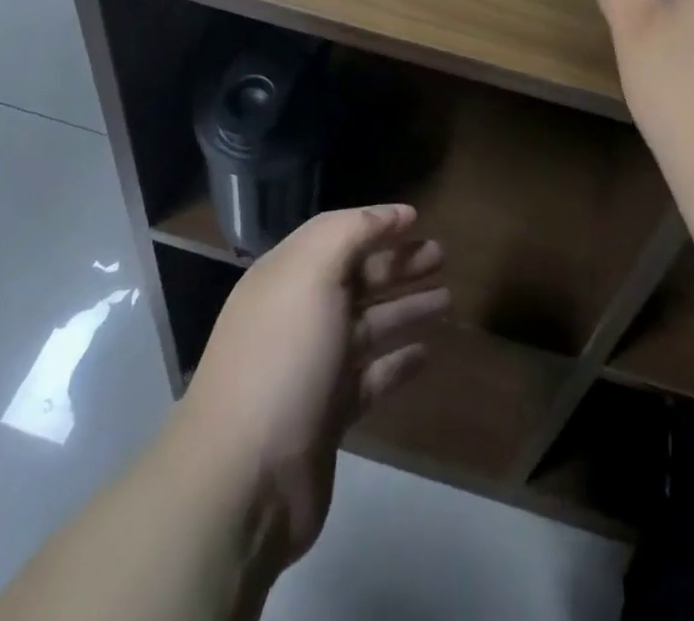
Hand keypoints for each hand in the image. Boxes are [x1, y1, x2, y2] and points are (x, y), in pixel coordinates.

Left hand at [177, 204, 448, 567]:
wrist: (245, 478)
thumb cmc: (282, 357)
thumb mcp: (311, 274)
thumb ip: (351, 233)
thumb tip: (390, 214)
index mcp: (287, 276)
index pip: (337, 235)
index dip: (376, 223)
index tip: (417, 218)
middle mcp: (299, 315)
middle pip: (357, 278)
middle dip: (398, 264)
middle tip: (441, 256)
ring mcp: (314, 367)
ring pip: (369, 326)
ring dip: (406, 309)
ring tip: (447, 300)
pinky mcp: (328, 414)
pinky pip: (371, 377)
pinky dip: (397, 363)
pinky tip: (426, 354)